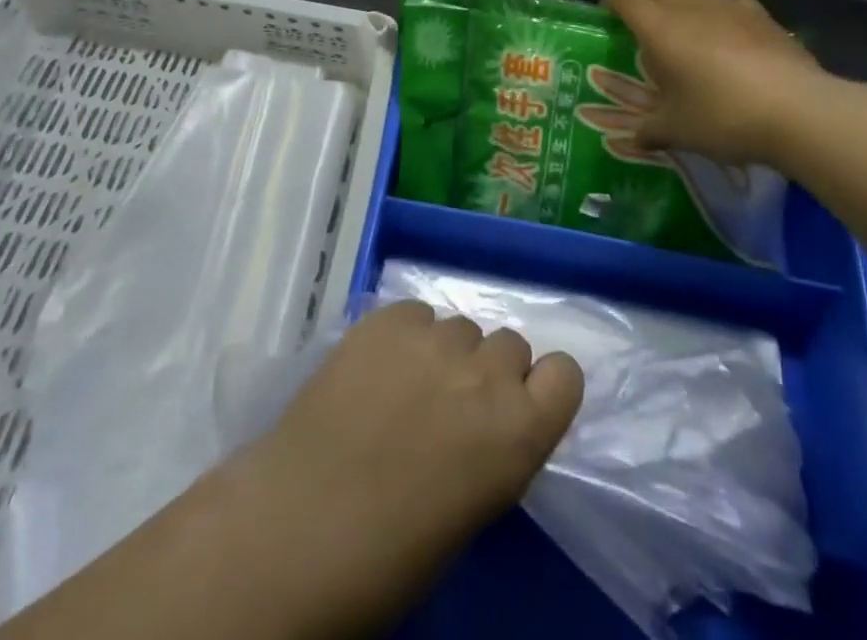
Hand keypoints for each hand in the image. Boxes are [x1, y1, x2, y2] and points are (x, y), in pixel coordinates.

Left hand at [226, 302, 583, 637]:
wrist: (301, 526)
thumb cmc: (392, 554)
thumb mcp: (472, 507)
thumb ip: (494, 448)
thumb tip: (486, 424)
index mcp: (520, 431)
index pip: (565, 374)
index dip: (542, 387)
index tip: (519, 405)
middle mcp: (486, 372)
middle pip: (510, 344)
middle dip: (489, 371)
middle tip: (452, 405)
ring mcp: (434, 337)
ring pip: (460, 327)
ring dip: (446, 352)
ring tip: (407, 386)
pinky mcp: (386, 318)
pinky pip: (416, 314)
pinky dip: (406, 335)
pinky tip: (377, 368)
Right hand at [601, 0, 840, 168]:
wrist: (798, 112)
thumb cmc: (722, 116)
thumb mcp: (677, 131)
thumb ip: (650, 130)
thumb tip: (635, 138)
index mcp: (659, 28)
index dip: (612, 2)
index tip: (607, 17)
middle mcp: (690, 7)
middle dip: (648, 8)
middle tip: (648, 37)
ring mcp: (730, 7)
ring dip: (688, 1)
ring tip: (691, 28)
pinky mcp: (763, 16)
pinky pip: (734, 2)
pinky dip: (725, 12)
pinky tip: (733, 36)